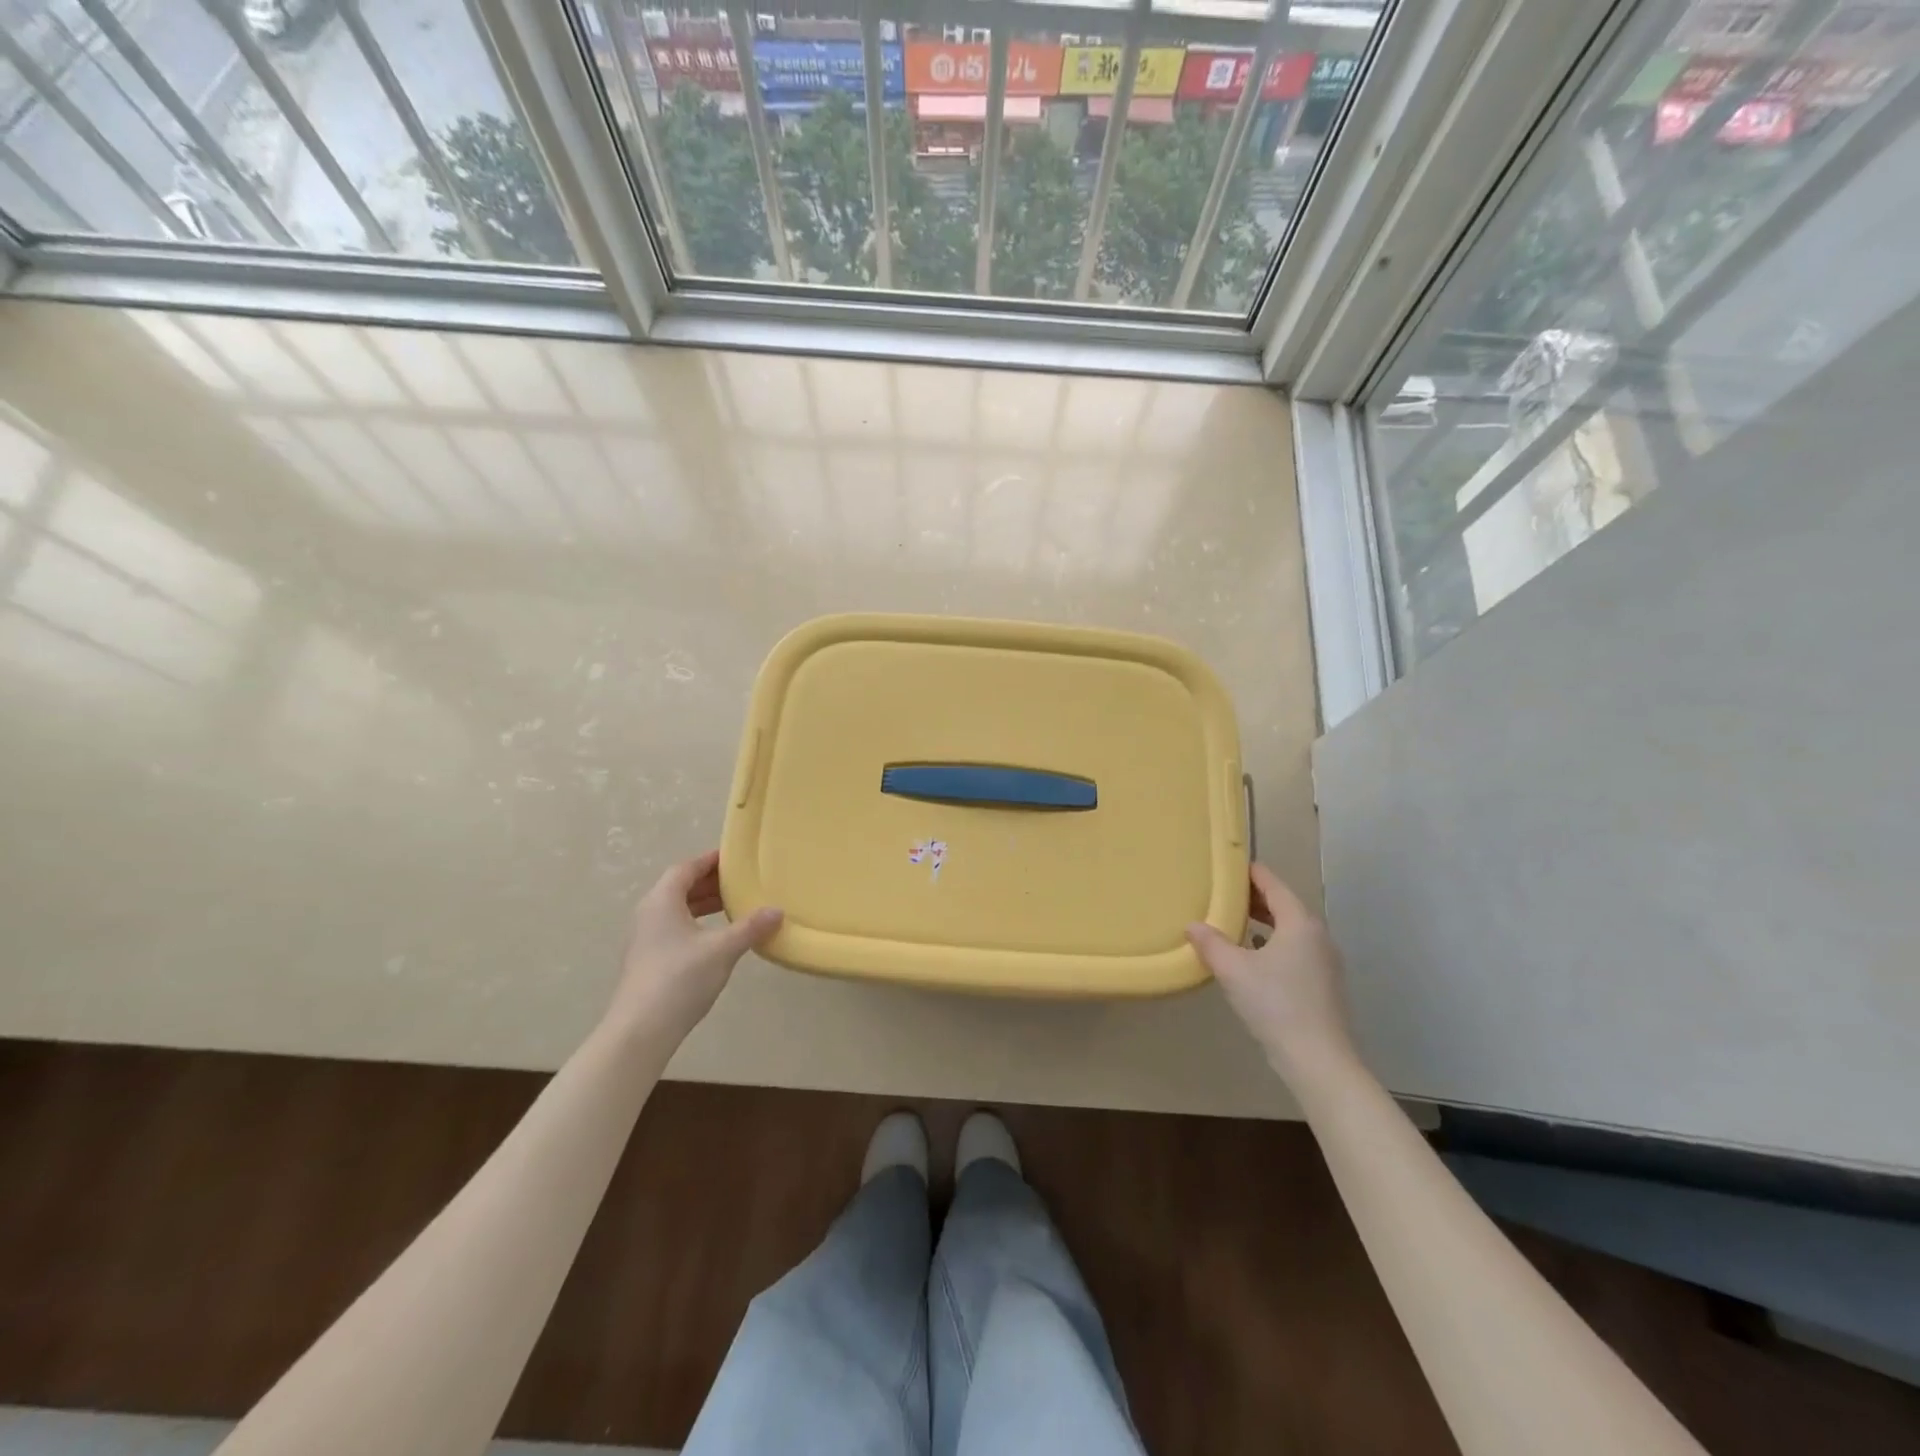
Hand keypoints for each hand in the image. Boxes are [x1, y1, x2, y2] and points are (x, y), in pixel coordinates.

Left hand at [605, 850, 782, 1043]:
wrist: (640, 1030)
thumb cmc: (680, 978)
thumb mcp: (722, 950)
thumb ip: (750, 927)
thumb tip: (777, 911)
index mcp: (662, 901)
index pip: (686, 868)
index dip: (710, 860)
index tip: (734, 857)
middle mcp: (648, 913)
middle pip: (679, 887)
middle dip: (709, 882)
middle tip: (740, 881)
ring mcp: (644, 938)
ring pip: (676, 909)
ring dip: (702, 904)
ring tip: (732, 906)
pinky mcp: (646, 960)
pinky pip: (673, 927)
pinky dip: (695, 923)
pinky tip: (715, 937)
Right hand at [1187, 863, 1358, 1086]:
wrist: (1319, 1060)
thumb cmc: (1275, 1004)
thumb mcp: (1233, 970)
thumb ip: (1211, 943)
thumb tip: (1193, 925)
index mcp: (1299, 923)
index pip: (1273, 884)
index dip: (1250, 872)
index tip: (1228, 865)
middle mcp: (1317, 935)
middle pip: (1284, 905)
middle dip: (1254, 898)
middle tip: (1223, 894)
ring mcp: (1325, 961)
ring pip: (1291, 929)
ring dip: (1264, 922)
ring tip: (1234, 922)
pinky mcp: (1324, 984)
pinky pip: (1296, 950)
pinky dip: (1274, 944)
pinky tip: (1253, 958)